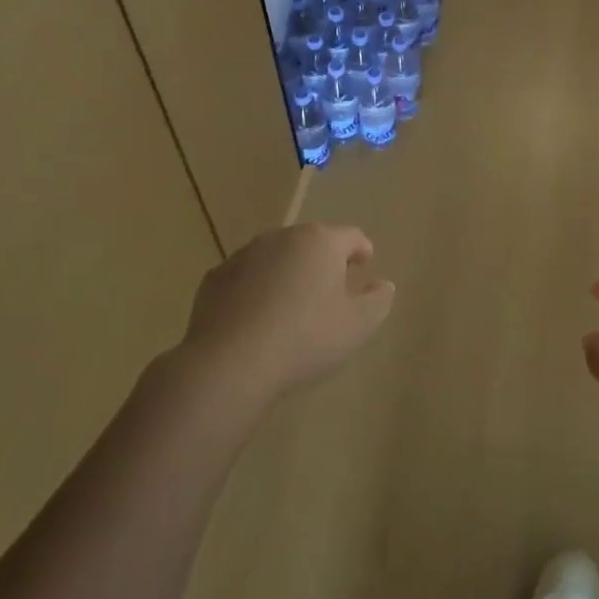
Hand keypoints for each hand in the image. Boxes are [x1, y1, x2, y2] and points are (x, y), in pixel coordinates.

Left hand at [178, 223, 394, 406]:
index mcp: (320, 242)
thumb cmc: (306, 338)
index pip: (351, 236)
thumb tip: (383, 285)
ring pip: (276, 258)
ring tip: (294, 305)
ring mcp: (243, 256)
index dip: (362, 250)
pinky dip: (257, 290)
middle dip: (324, 260)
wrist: (230, 362)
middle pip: (311, 242)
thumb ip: (378, 301)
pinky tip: (258, 319)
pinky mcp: (215, 279)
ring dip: (288, 273)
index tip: (365, 265)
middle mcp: (281, 238)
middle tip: (332, 288)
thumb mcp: (358, 325)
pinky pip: (246, 278)